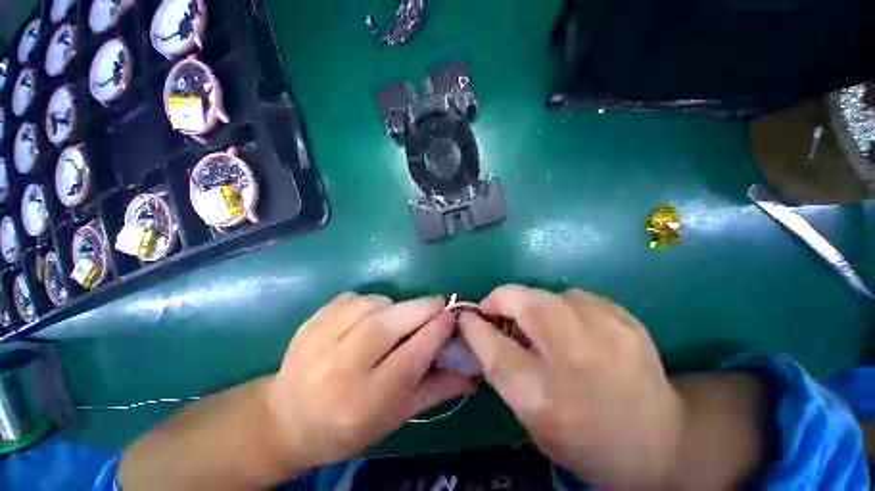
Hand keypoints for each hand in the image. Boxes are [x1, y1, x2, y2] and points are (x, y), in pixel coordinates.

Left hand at [266, 293, 474, 470]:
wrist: (286, 419)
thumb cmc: (348, 426)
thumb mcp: (395, 417)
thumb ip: (436, 389)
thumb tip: (472, 371)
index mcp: (364, 402)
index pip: (409, 357)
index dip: (435, 331)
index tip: (451, 315)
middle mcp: (339, 370)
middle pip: (387, 326)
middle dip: (420, 308)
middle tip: (437, 303)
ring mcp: (319, 342)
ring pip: (370, 306)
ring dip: (394, 305)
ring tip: (399, 316)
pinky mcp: (310, 322)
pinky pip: (352, 299)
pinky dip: (370, 301)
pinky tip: (369, 315)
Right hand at [460, 285, 683, 486]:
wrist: (662, 440)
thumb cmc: (583, 438)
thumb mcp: (529, 415)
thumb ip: (498, 367)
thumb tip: (478, 328)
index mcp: (542, 392)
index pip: (489, 341)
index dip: (472, 323)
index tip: (467, 318)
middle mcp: (571, 353)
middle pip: (518, 300)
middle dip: (499, 302)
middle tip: (499, 317)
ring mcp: (604, 328)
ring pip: (544, 294)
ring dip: (531, 306)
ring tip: (540, 329)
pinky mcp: (624, 316)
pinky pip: (572, 297)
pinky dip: (560, 308)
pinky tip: (572, 331)